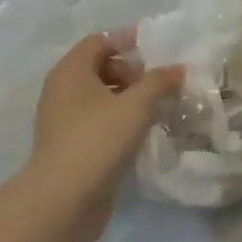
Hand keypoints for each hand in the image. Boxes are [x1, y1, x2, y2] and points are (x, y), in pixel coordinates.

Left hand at [31, 31, 182, 234]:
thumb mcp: (136, 105)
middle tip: (157, 84)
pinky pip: (97, 120)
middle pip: (99, 67)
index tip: (157, 49)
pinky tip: (141, 132)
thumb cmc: (98, 140)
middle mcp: (62, 90)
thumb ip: (160, 82)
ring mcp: (63, 120)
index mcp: (71, 71)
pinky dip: (119, 119)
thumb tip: (179, 69)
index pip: (99, 41)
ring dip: (128, 97)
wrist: (63, 201)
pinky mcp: (69, 146)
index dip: (127, 40)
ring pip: (99, 96)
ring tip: (156, 108)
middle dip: (131, 71)